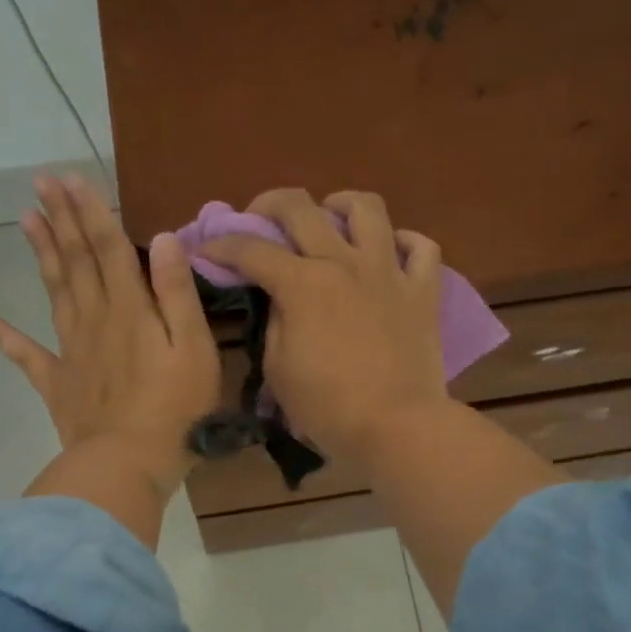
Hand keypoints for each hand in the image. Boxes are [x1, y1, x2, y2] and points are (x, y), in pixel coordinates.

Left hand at [0, 176, 220, 502]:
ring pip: (53, 291)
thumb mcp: (194, 349)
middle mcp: (95, 319)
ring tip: (25, 218)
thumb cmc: (176, 410)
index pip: (109, 248)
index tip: (72, 178)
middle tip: (42, 182)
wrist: (128, 465)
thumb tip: (164, 239)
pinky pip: (24, 354)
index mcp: (130, 309)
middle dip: (61, 219)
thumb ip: (177, 294)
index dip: (92, 211)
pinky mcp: (57, 383)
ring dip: (40, 253)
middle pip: (76, 261)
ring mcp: (70, 350)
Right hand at [201, 188, 447, 471]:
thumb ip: (275, 322)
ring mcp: (388, 272)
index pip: (251, 250)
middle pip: (301, 207)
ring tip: (330, 218)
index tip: (207, 249)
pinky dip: (404, 242)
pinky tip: (389, 252)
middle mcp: (344, 263)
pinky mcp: (423, 290)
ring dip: (340, 204)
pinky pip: (422, 247)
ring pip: (367, 208)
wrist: (398, 427)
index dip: (221, 245)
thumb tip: (281, 299)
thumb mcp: (279, 369)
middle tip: (260, 218)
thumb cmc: (329, 408)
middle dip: (269, 204)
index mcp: (302, 284)